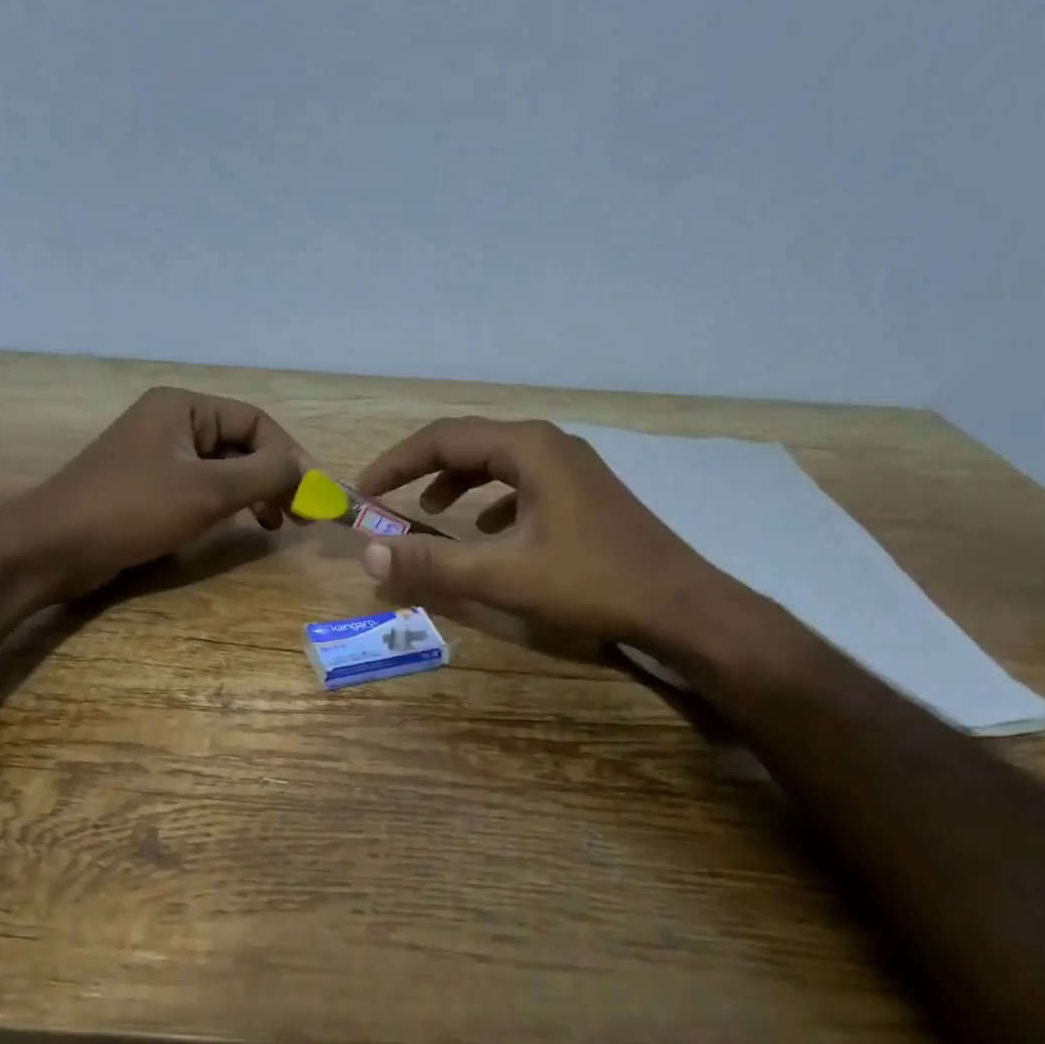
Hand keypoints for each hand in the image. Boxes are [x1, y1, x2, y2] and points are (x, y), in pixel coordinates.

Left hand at [15, 387, 305, 601]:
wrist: (54, 547)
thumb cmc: (132, 509)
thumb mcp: (208, 490)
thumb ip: (265, 475)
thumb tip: (308, 470)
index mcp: (183, 407)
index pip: (255, 421)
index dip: (289, 455)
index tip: (311, 494)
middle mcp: (171, 422)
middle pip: (241, 443)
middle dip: (273, 477)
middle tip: (296, 515)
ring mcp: (158, 456)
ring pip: (224, 468)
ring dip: (254, 493)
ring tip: (272, 524)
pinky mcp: (149, 488)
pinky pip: (201, 488)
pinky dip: (227, 505)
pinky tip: (238, 527)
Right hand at [354, 417, 759, 650]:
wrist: (679, 605)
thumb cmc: (591, 583)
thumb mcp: (504, 576)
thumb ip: (433, 565)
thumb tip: (369, 554)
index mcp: (529, 448)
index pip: (444, 438)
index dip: (397, 462)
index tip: (365, 490)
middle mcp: (550, 445)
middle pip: (471, 443)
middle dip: (424, 469)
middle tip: (390, 499)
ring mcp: (573, 468)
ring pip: (499, 463)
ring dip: (459, 484)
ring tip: (432, 514)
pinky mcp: (585, 494)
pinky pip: (524, 484)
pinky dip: (493, 502)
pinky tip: (489, 532)